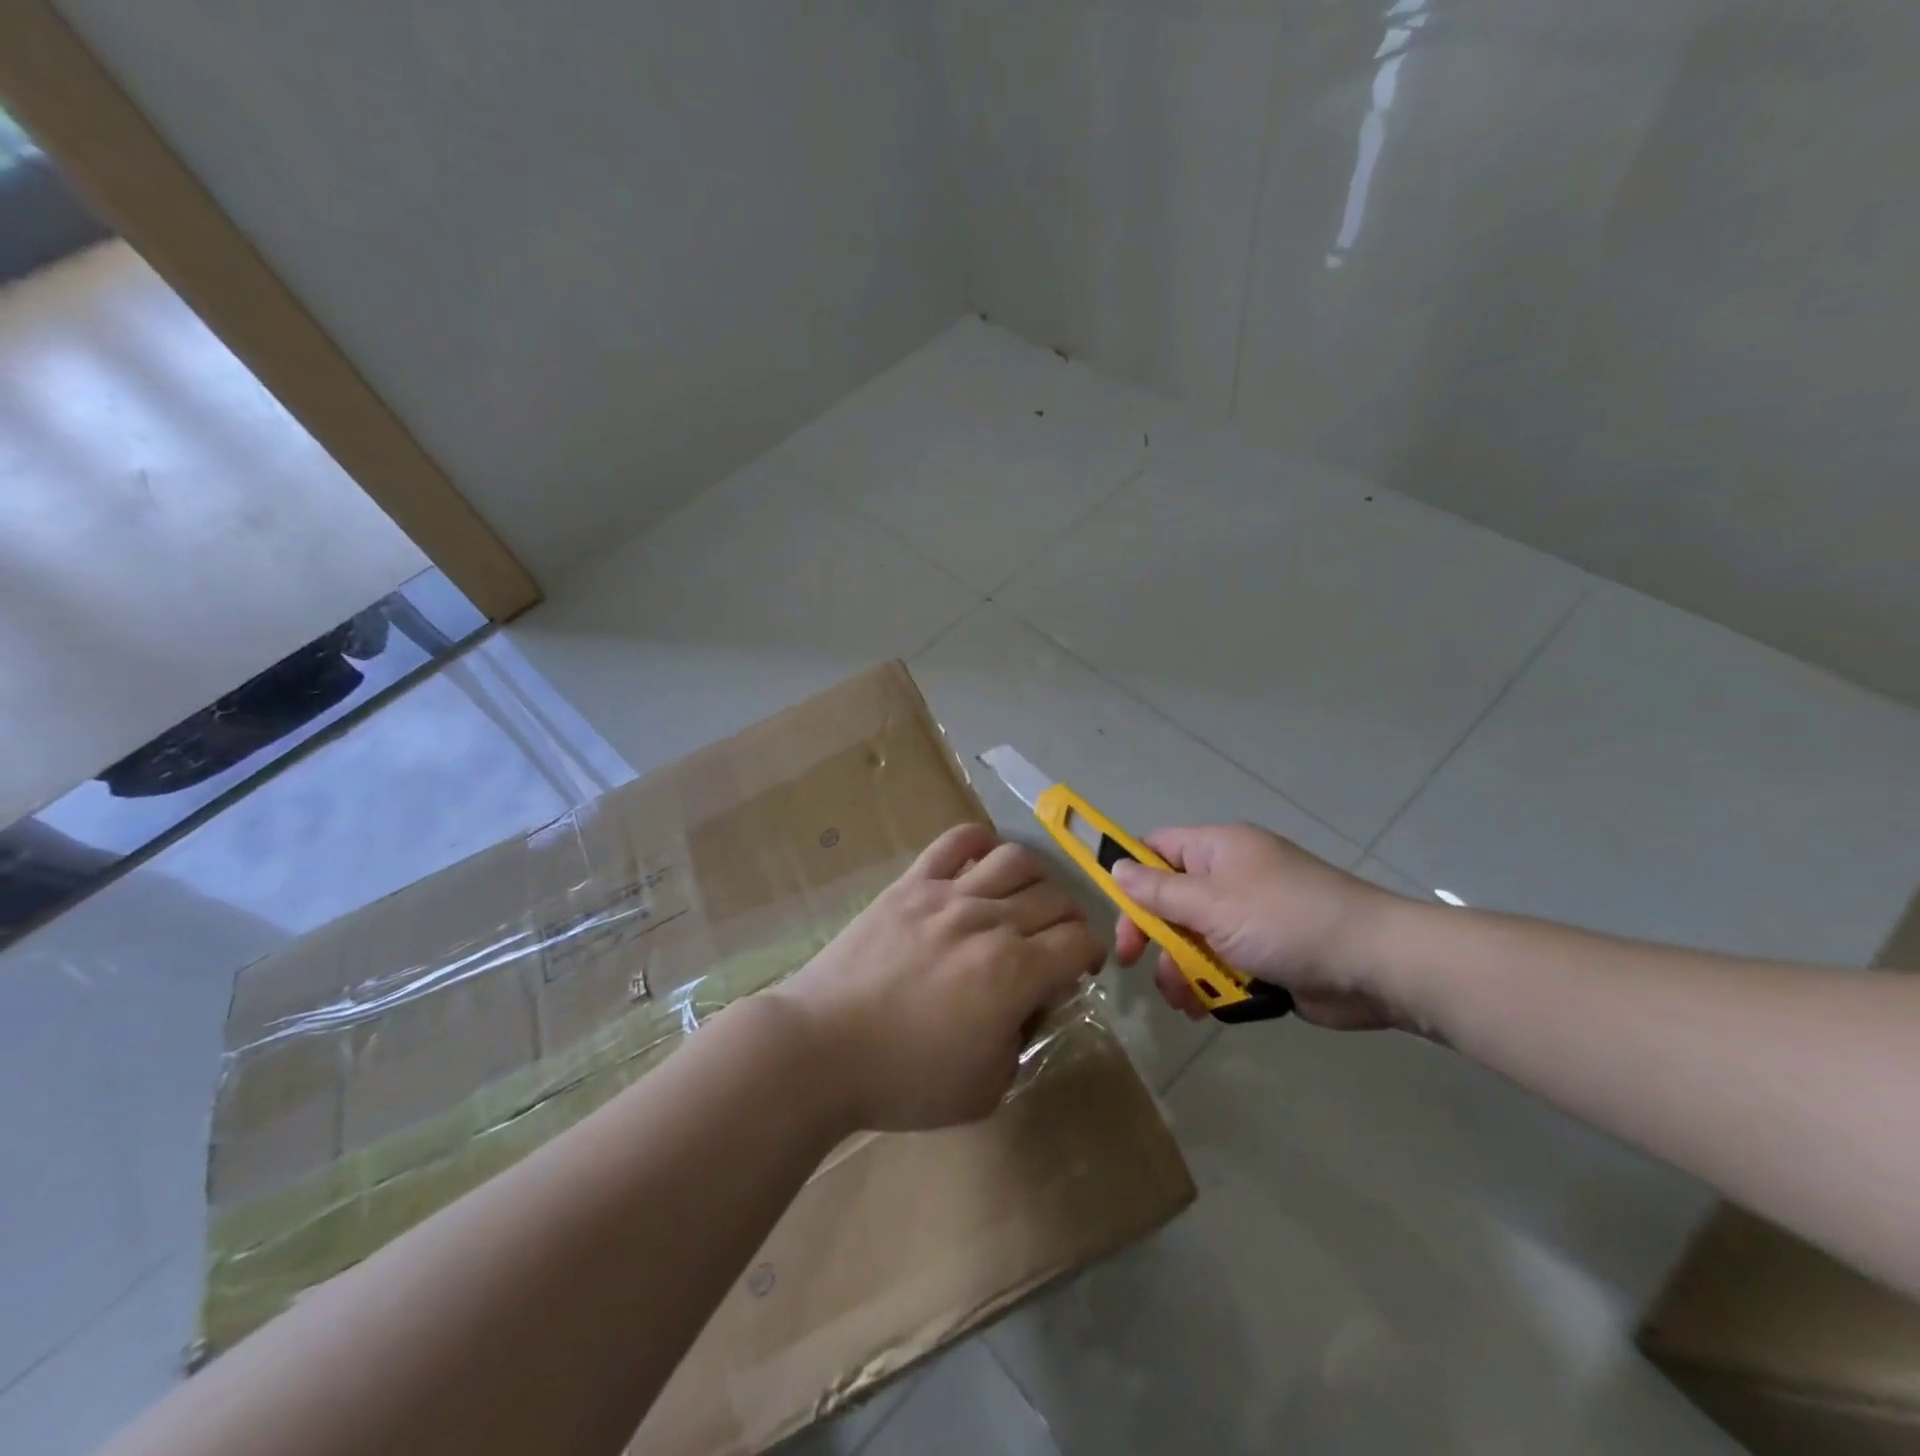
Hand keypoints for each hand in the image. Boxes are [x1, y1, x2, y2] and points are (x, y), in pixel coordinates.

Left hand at [774, 822, 1104, 1131]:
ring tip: (1024, 900)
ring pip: (1016, 859)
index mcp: (1014, 972)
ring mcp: (948, 894)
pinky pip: (955, 841)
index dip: (1091, 952)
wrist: (821, 1049)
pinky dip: (980, 841)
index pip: (1080, 941)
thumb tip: (1030, 999)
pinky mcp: (911, 883)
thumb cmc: (904, 1079)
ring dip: (1036, 878)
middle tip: (1055, 940)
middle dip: (1070, 919)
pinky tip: (983, 861)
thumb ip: (1022, 1039)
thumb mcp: (987, 1087)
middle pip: (1055, 897)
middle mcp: (989, 921)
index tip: (1079, 968)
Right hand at [1111, 824, 1406, 1030]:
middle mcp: (1231, 877)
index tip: (1114, 910)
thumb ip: (1160, 891)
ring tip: (1184, 998)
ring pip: (1194, 938)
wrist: (1377, 965)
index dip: (1130, 873)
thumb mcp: (1213, 904)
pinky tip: (1206, 1008)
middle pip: (1171, 899)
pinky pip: (1223, 964)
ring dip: (1180, 968)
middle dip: (1153, 934)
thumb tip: (1117, 867)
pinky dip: (1211, 984)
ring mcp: (1250, 917)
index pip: (1157, 848)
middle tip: (1135, 964)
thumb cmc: (1287, 921)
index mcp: (1218, 850)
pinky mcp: (1267, 954)